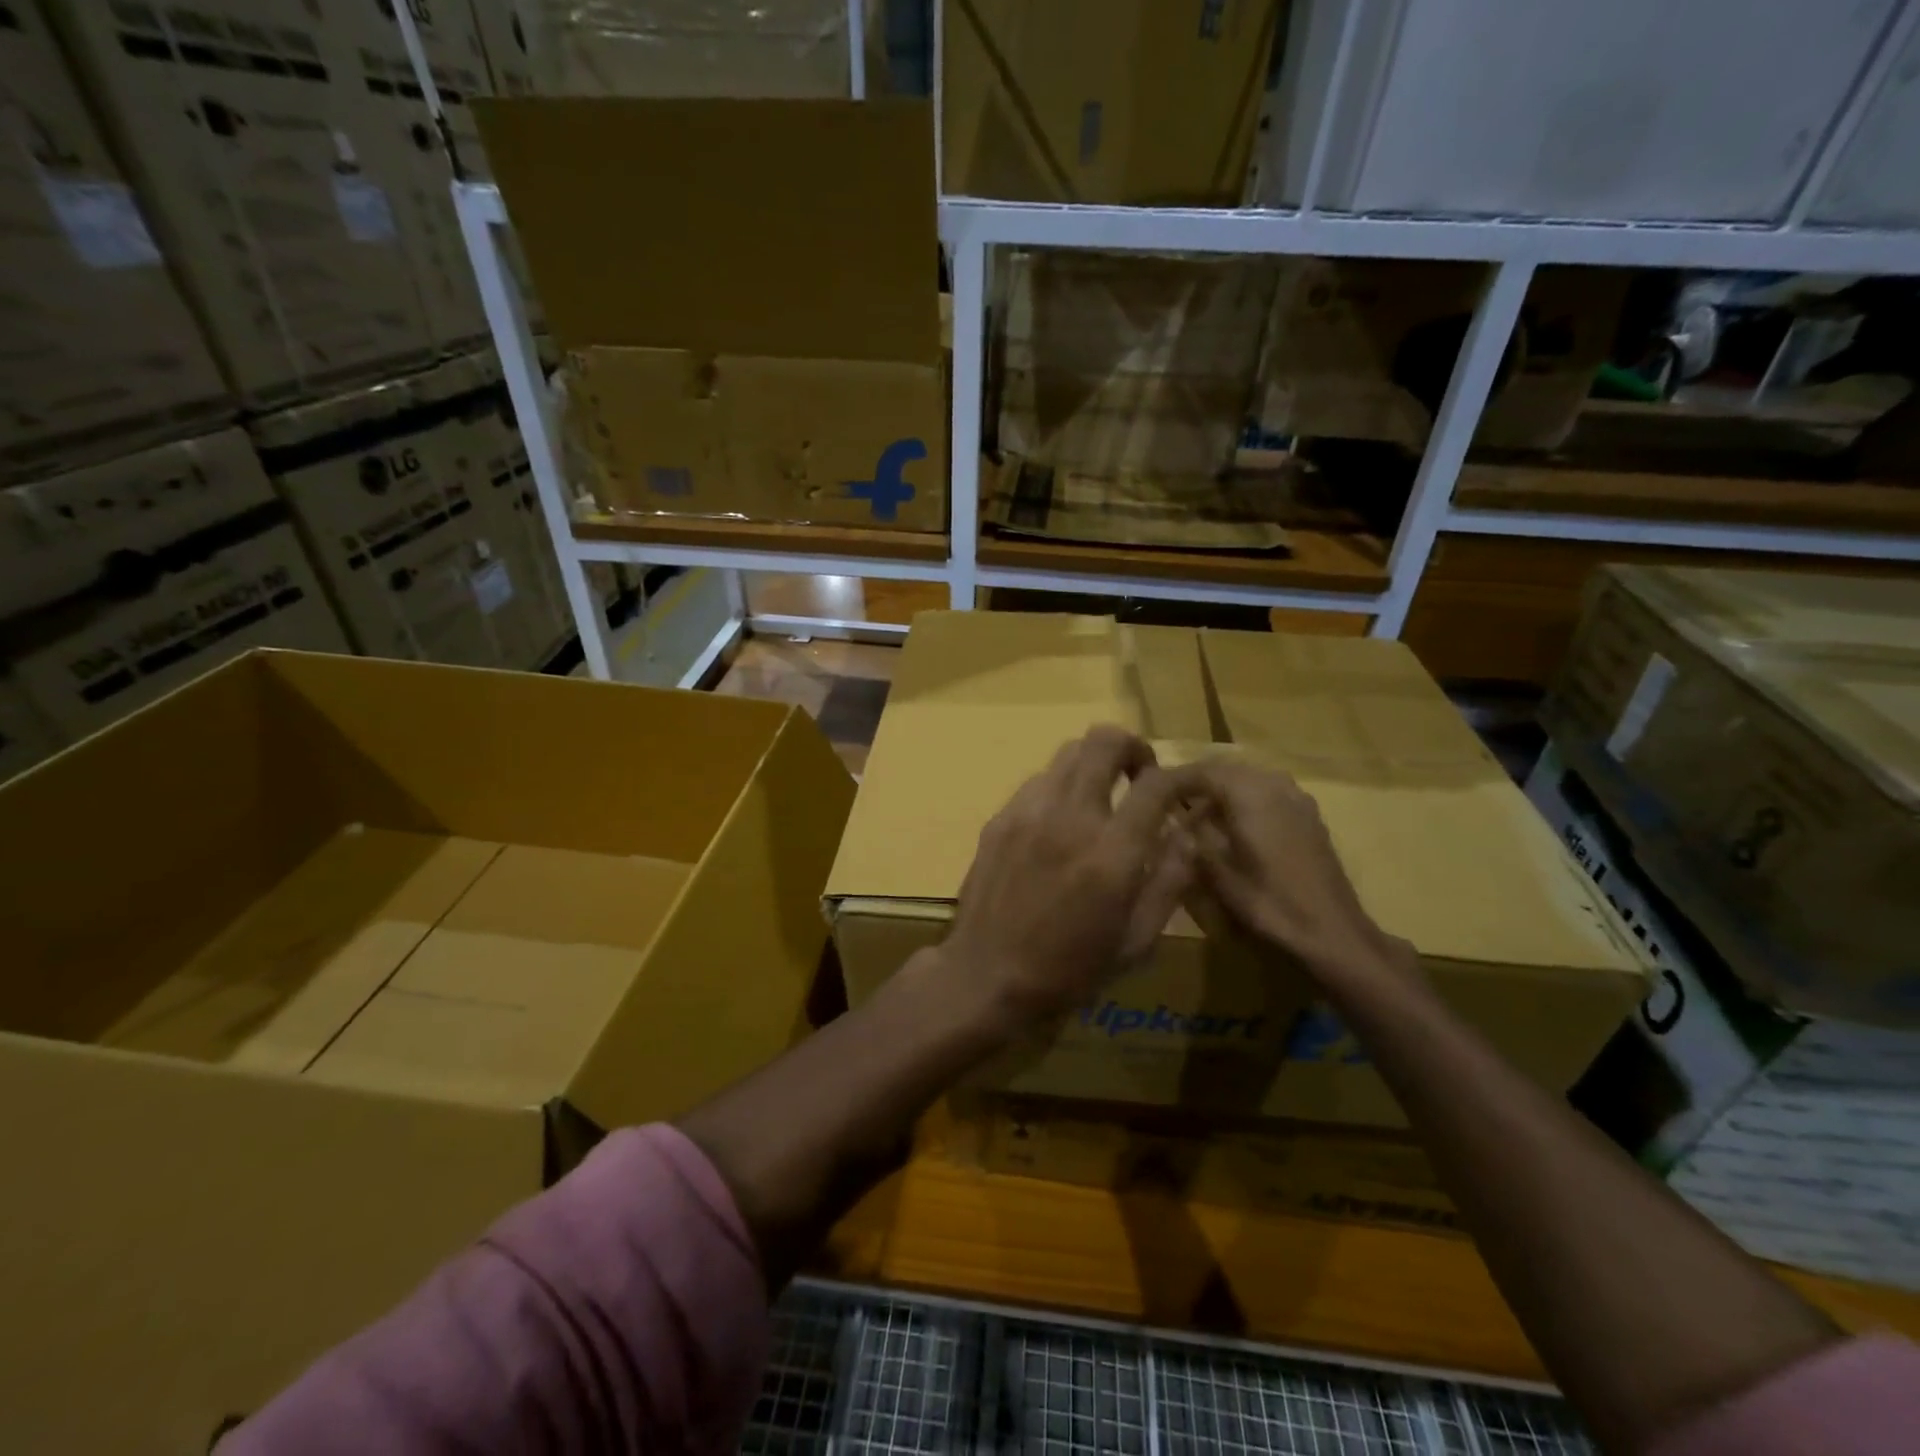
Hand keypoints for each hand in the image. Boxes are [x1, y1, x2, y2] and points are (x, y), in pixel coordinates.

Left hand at [934, 726, 1193, 1035]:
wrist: (986, 976)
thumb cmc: (1070, 970)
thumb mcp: (1137, 941)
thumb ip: (1170, 881)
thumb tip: (1187, 833)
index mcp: (1111, 854)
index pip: (1155, 784)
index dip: (1181, 775)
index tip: (1187, 786)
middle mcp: (1068, 818)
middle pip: (1104, 741)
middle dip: (1132, 748)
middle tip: (1139, 777)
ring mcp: (1027, 812)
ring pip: (1068, 752)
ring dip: (1094, 765)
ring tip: (1099, 799)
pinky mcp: (999, 818)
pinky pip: (1038, 780)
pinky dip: (1061, 787)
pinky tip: (1060, 823)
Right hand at [1170, 756, 1410, 989]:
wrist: (1332, 932)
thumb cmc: (1270, 904)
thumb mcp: (1218, 875)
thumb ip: (1193, 840)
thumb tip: (1173, 822)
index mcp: (1251, 796)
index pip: (1204, 771)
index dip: (1175, 779)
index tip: (1150, 790)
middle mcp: (1275, 786)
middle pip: (1227, 769)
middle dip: (1197, 781)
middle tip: (1169, 801)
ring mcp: (1297, 799)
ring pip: (1249, 778)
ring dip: (1221, 789)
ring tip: (1197, 814)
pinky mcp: (1308, 816)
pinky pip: (1268, 792)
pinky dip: (1244, 799)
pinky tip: (1233, 825)